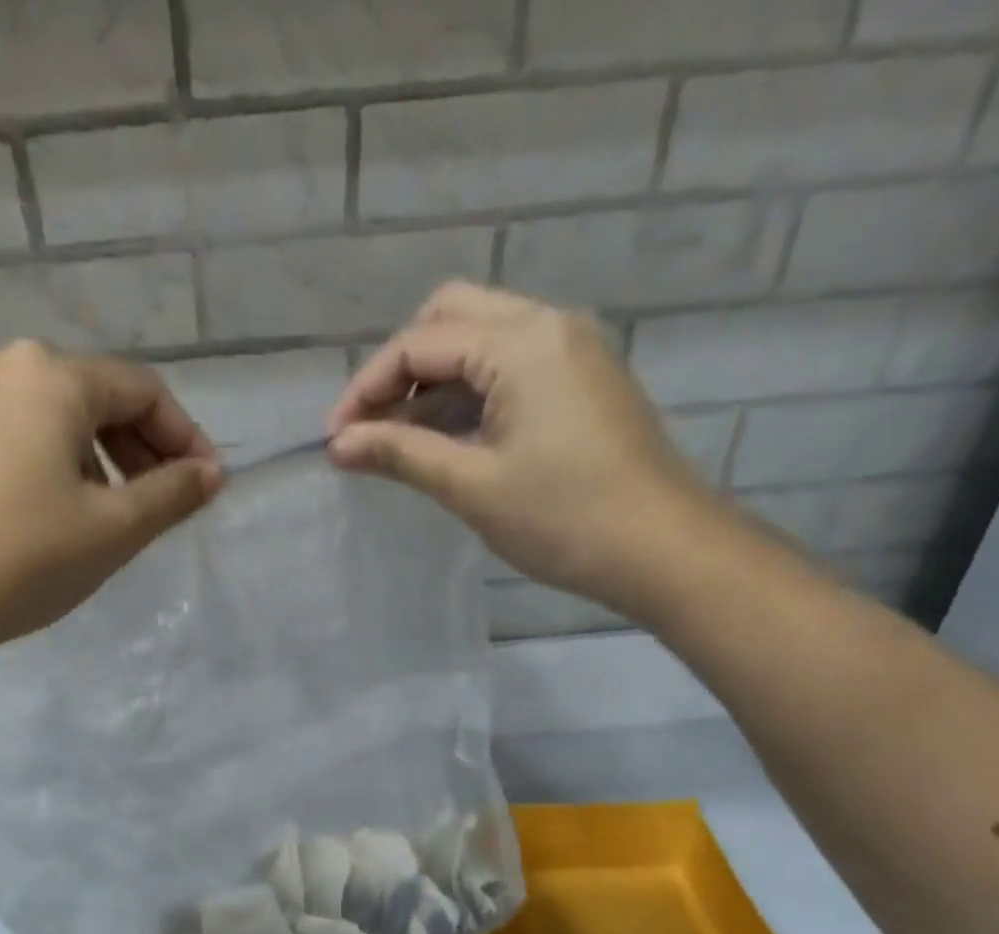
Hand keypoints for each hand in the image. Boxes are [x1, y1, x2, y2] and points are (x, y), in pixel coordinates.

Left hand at [0, 341, 221, 661]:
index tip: (206, 487)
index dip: (186, 438)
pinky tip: (46, 515)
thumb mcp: (113, 530)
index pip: (143, 390)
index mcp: (50, 375)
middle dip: (139, 448)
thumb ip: (172, 494)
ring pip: (48, 417)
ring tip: (107, 515)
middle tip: (161, 504)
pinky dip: (45, 464)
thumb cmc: (21, 559)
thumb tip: (211, 473)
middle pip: (93, 396)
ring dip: (94, 458)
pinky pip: (7, 435)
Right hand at [327, 282, 719, 613]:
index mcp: (520, 341)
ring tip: (399, 445)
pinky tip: (447, 443)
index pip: (419, 343)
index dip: (366, 389)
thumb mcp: (471, 485)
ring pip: (479, 343)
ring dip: (433, 386)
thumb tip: (338, 446)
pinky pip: (508, 370)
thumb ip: (400, 454)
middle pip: (449, 319)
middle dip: (399, 370)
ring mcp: (570, 351)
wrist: (663, 550)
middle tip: (371, 429)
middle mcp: (548, 325)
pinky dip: (469, 396)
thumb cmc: (563, 518)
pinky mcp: (581, 383)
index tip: (335, 440)